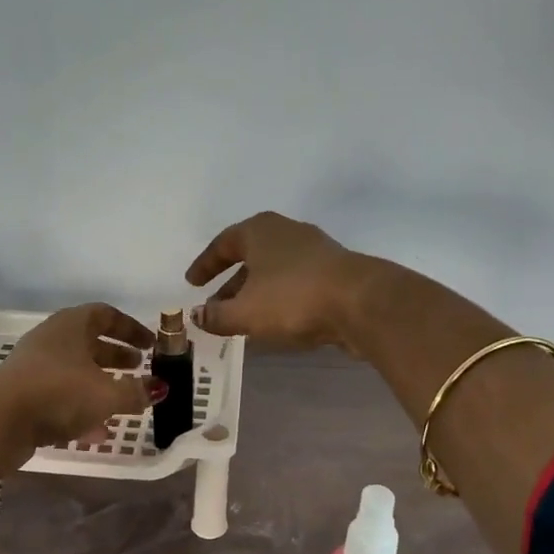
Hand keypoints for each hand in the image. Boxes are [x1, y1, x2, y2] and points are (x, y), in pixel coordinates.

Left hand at [0, 303, 160, 474]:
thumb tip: (159, 387)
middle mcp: (52, 340)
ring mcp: (34, 367)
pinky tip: (97, 432)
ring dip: (101, 385)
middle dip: (117, 357)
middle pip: (90, 342)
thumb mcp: (107, 394)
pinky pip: (60, 395)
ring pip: (76, 371)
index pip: (106, 315)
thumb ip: (137, 392)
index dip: (131, 329)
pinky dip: (81, 408)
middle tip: (140, 369)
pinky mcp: (23, 395)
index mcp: (72, 325)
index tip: (151, 345)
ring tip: (124, 404)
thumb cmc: (59, 393)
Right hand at [185, 212, 377, 353]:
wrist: (362, 302)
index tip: (192, 283)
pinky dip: (279, 299)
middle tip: (215, 305)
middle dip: (230, 283)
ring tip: (244, 319)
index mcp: (259, 231)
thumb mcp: (244, 312)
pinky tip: (276, 322)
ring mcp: (315, 250)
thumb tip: (197, 315)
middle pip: (250, 256)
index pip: (223, 244)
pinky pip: (295, 283)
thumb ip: (216, 315)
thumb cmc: (292, 299)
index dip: (205, 265)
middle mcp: (286, 232)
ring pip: (274, 271)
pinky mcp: (335, 272)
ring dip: (255, 293)